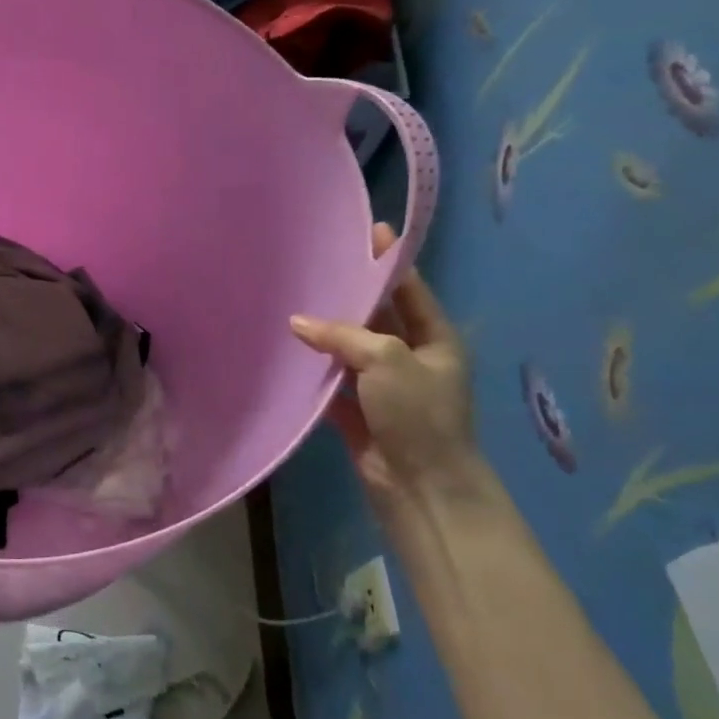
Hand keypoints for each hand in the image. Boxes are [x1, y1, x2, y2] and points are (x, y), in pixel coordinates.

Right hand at [289, 223, 483, 519]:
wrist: (421, 488)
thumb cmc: (419, 415)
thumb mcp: (389, 361)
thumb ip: (344, 335)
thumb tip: (298, 322)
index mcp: (434, 339)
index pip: (409, 289)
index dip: (389, 261)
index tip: (367, 230)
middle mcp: (409, 357)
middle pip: (375, 316)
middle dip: (348, 294)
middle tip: (313, 263)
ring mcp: (380, 385)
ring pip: (348, 347)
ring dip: (323, 331)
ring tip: (288, 299)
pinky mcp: (355, 410)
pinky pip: (330, 379)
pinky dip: (311, 367)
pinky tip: (284, 349)